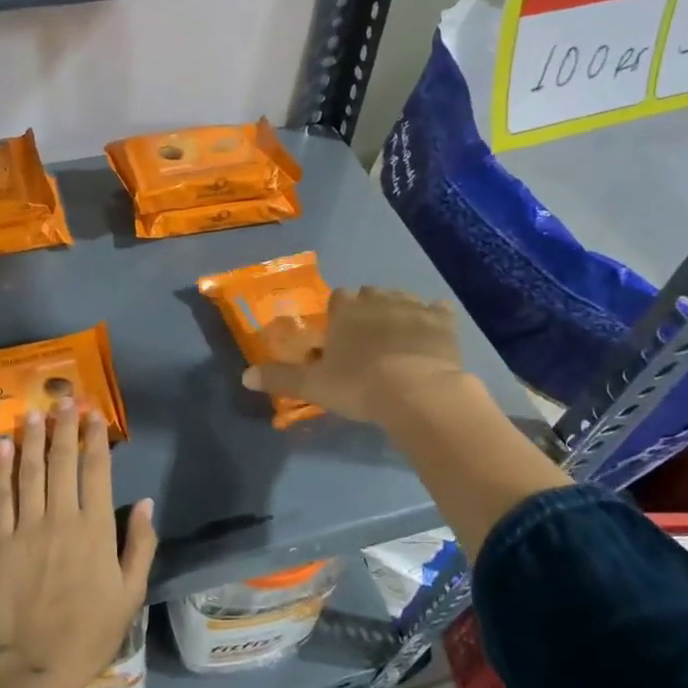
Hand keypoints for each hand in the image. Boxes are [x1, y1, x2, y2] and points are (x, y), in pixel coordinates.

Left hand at [0, 401, 157, 687]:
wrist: (35, 664)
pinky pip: (2, 497)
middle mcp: (62, 519)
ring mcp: (28, 528)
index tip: (95, 414)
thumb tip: (144, 502)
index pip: (97, 471)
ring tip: (36, 411)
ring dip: (35, 438)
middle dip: (65, 427)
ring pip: (32, 472)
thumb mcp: (130, 593)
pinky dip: (3, 469)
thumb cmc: (90, 631)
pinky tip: (4, 446)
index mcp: (96, 530)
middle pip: (63, 462)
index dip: (96, 439)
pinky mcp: (1, 542)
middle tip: (65, 399)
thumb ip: (139, 545)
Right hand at [242, 286, 469, 424]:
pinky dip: (433, 319)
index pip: (338, 298)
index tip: (338, 334)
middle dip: (367, 309)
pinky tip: (430, 335)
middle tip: (366, 339)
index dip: (338, 314)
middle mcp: (379, 299)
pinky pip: (438, 310)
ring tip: (396, 338)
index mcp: (346, 310)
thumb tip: (244, 376)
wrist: (418, 393)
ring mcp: (414, 307)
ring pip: (402, 299)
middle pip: (370, 294)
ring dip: (398, 312)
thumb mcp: (313, 386)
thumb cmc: (359, 385)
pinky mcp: (444, 321)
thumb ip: (280, 378)